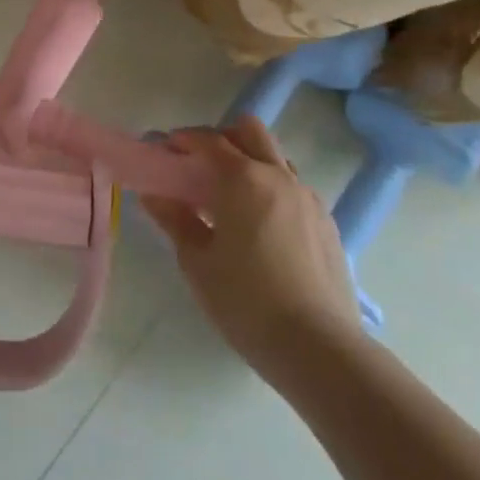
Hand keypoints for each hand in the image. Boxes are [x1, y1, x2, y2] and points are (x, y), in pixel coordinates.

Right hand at [142, 116, 361, 375]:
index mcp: (243, 179)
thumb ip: (174, 219)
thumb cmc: (246, 301)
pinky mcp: (327, 222)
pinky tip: (260, 226)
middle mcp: (279, 176)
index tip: (164, 151)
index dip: (182, 139)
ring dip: (249, 162)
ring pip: (275, 158)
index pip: (208, 140)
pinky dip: (271, 189)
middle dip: (221, 138)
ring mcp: (308, 197)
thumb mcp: (197, 261)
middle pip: (249, 131)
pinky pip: (293, 188)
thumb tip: (152, 194)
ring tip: (230, 198)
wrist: (319, 348)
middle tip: (199, 166)